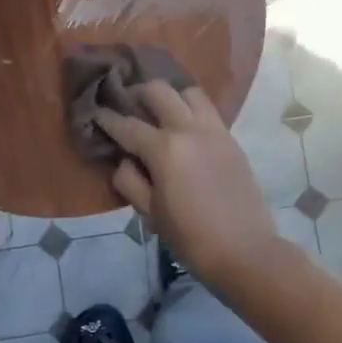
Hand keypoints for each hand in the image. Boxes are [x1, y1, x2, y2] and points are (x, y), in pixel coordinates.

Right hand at [94, 82, 282, 287]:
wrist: (246, 251)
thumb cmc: (191, 238)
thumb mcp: (150, 214)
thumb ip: (130, 181)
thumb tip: (124, 160)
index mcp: (165, 149)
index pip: (127, 125)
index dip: (107, 118)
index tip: (95, 112)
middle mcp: (189, 129)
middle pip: (159, 91)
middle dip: (138, 93)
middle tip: (128, 105)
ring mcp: (215, 131)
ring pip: (189, 93)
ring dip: (171, 97)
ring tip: (161, 113)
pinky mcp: (232, 139)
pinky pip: (208, 111)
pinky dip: (191, 110)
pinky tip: (184, 129)